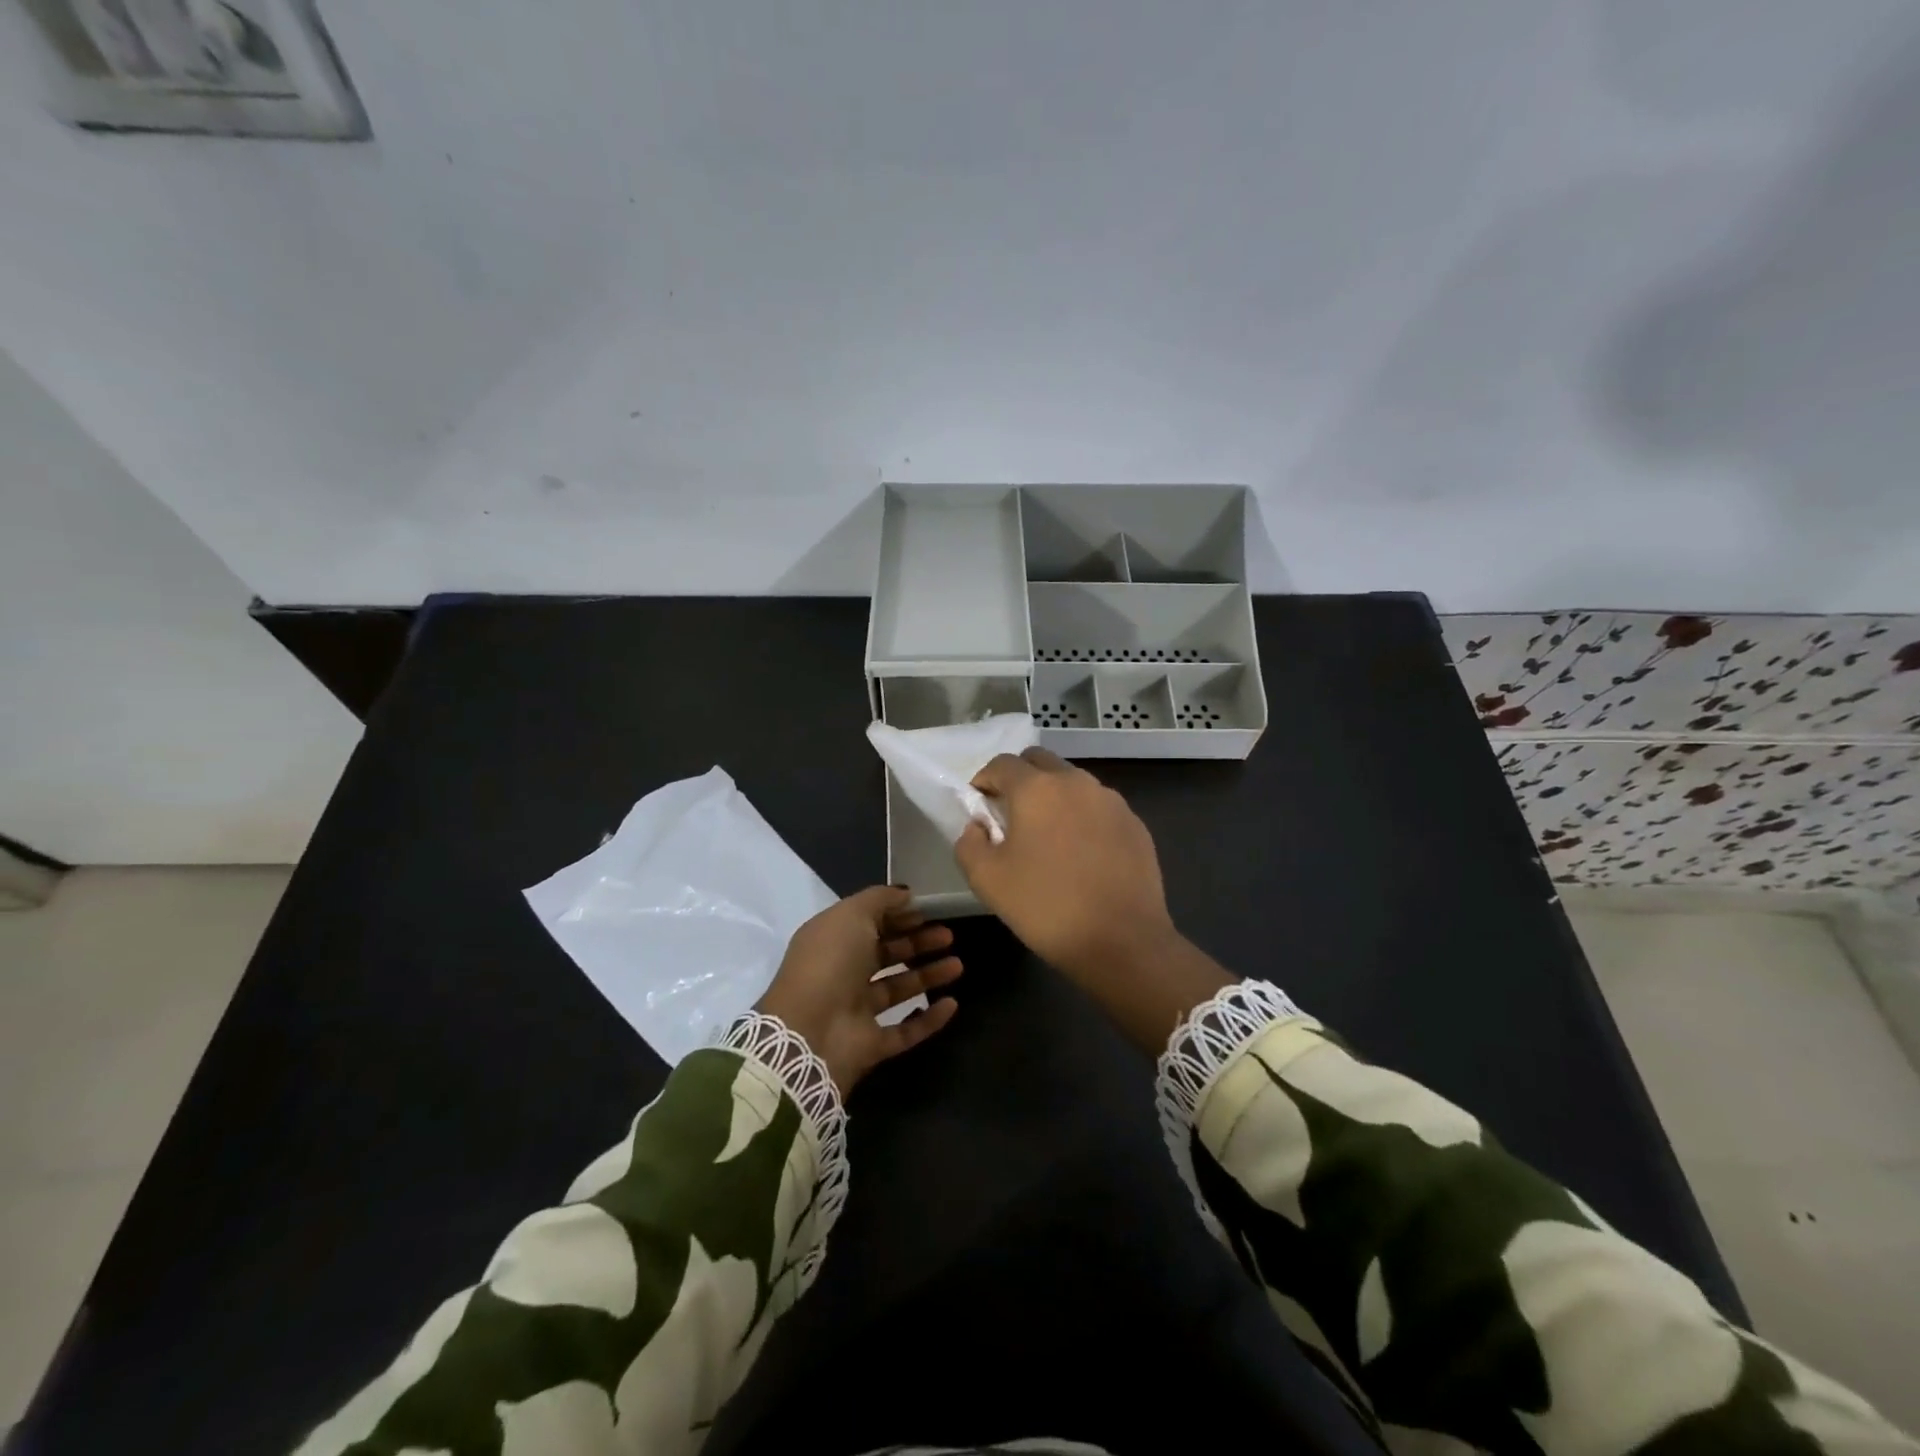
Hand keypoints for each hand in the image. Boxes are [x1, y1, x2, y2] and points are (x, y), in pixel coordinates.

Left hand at [756, 886, 961, 1095]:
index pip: (869, 923)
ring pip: (898, 989)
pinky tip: (952, 1004)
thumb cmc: (830, 962)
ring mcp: (856, 1010)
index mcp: (833, 940)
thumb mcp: (852, 914)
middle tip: (949, 936)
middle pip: (886, 954)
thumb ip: (880, 900)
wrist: (809, 1033)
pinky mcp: (871, 1044)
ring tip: (958, 965)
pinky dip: (929, 1019)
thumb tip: (906, 895)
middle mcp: (843, 973)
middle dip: (917, 943)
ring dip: (928, 976)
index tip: (929, 911)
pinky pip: (905, 1030)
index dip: (898, 915)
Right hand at [956, 748, 1230, 1051]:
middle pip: (1040, 763)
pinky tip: (1082, 855)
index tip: (979, 808)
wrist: (1122, 941)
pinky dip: (1083, 818)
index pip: (1001, 764)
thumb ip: (969, 843)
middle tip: (1011, 817)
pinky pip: (1099, 808)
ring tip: (1049, 838)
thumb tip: (978, 827)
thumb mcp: (987, 880)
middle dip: (1020, 780)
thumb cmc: (1046, 907)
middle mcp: (1076, 782)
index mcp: (1037, 788)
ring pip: (1073, 783)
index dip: (984, 781)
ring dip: (1054, 797)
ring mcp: (1111, 801)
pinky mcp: (1135, 824)